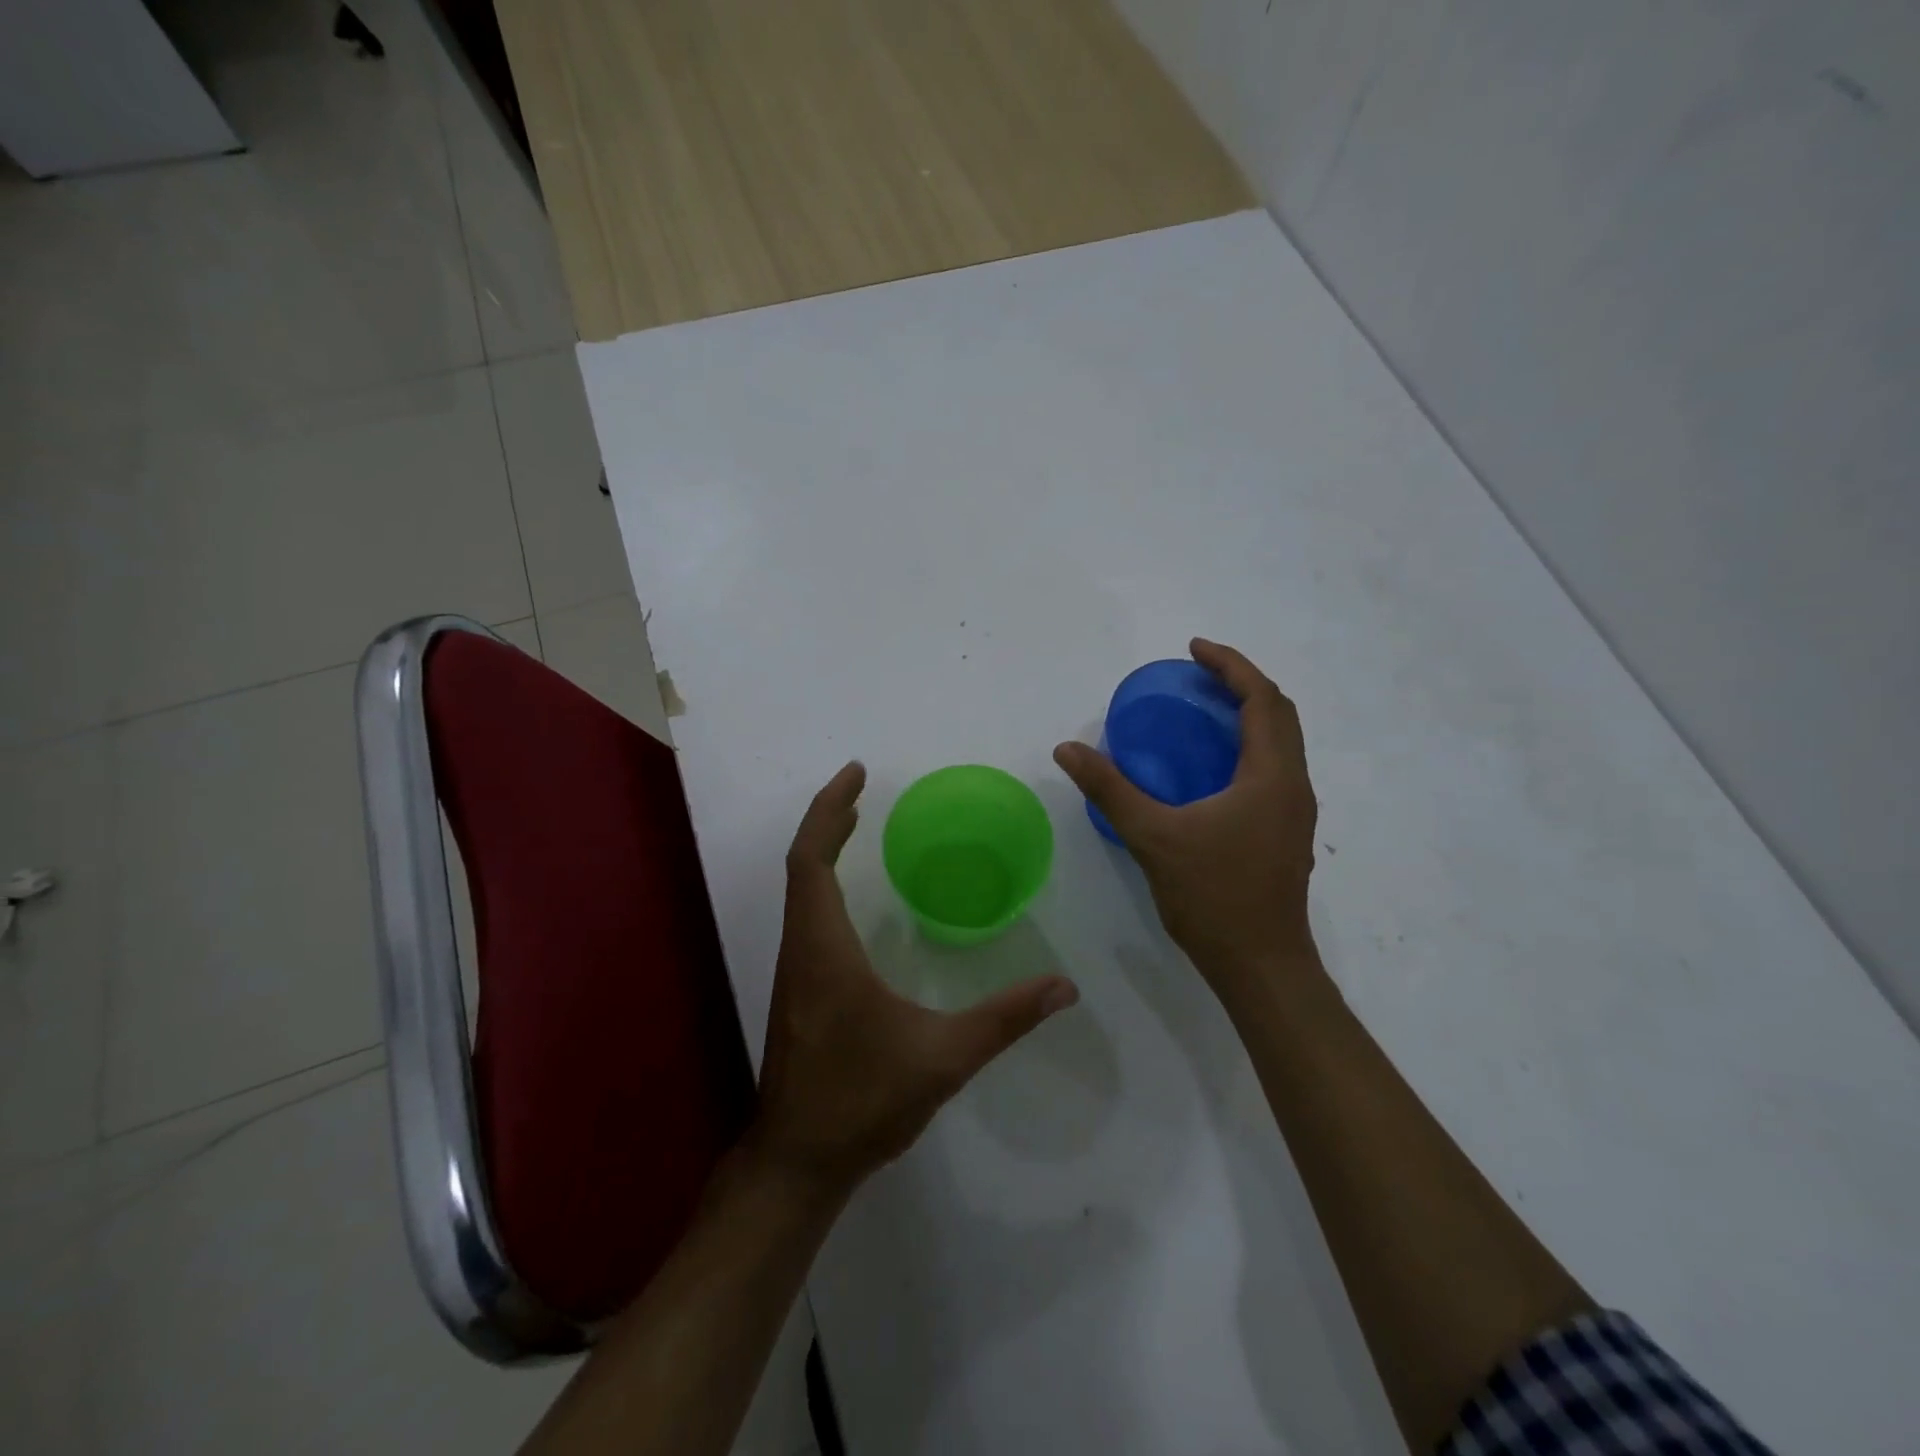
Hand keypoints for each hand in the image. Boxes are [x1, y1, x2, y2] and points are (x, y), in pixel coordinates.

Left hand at [750, 762, 1080, 1191]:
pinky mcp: (799, 990)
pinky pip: (806, 916)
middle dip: (829, 818)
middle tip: (862, 788)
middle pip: (802, 865)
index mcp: (824, 949)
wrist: (799, 1161)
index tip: (855, 776)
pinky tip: (853, 898)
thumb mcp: (943, 1058)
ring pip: (800, 892)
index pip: (811, 860)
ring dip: (823, 850)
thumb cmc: (863, 1101)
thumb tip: (1065, 987)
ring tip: (856, 824)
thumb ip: (1005, 1019)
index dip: (828, 810)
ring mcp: (794, 971)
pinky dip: (823, 883)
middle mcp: (800, 949)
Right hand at [1054, 639, 1321, 1007]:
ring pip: (1282, 743)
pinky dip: (1249, 746)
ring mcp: (1295, 812)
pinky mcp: (1287, 833)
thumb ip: (1110, 789)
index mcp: (1272, 775)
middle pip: (1280, 714)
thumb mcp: (1153, 837)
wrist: (1261, 965)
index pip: (1262, 699)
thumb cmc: (1213, 896)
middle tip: (1198, 675)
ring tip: (1205, 710)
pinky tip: (1212, 767)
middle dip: (1242, 683)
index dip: (1230, 665)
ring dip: (1250, 715)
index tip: (1193, 650)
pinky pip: (1275, 768)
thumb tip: (1067, 749)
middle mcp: (1294, 785)